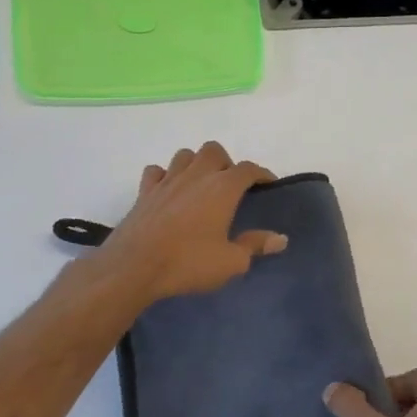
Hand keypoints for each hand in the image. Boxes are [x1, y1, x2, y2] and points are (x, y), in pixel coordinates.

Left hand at [95, 142, 287, 304]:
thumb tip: (280, 239)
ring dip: (196, 164)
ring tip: (200, 184)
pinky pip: (156, 171)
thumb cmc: (189, 262)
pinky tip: (169, 191)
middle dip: (226, 163)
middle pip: (214, 151)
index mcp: (222, 188)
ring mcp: (167, 180)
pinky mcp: (145, 191)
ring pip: (185, 155)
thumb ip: (255, 246)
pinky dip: (165, 176)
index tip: (268, 185)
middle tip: (230, 186)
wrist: (135, 266)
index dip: (261, 174)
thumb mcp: (231, 261)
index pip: (248, 169)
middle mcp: (196, 175)